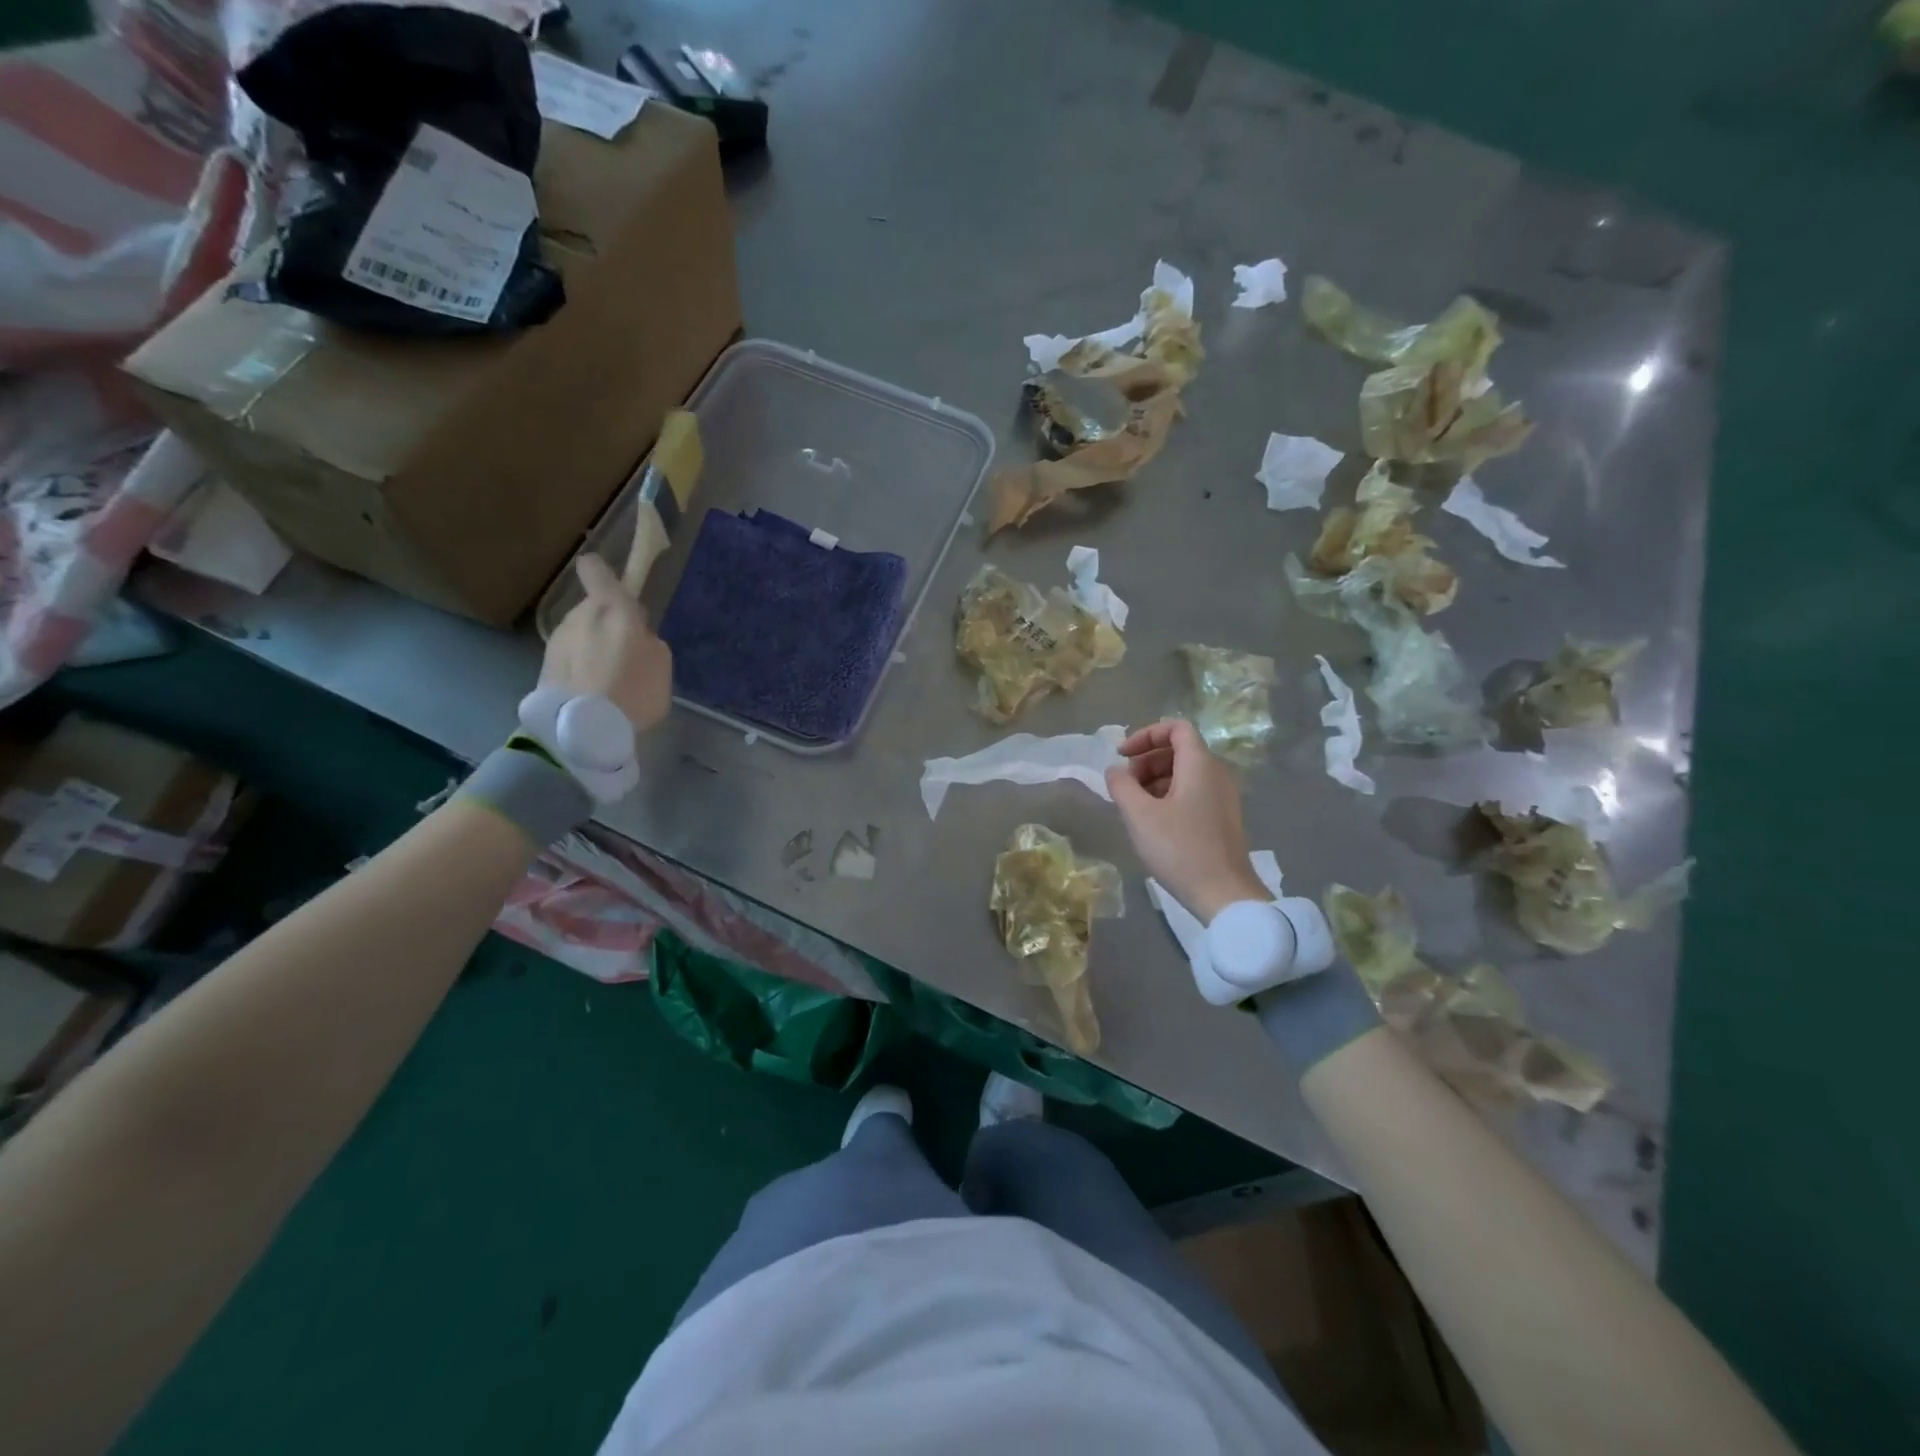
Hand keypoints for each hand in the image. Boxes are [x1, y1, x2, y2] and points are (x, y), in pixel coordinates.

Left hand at [541, 554, 672, 734]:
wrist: (584, 728)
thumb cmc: (633, 688)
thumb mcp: (661, 661)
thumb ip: (647, 638)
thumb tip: (634, 636)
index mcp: (610, 607)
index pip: (595, 570)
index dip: (603, 573)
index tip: (615, 587)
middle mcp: (576, 616)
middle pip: (593, 611)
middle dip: (607, 627)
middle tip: (626, 657)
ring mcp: (556, 642)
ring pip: (579, 637)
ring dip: (592, 651)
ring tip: (609, 683)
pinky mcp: (543, 668)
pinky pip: (569, 661)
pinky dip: (580, 672)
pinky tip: (593, 696)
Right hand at [1106, 719, 1268, 921]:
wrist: (1224, 895)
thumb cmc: (1180, 849)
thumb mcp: (1139, 815)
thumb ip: (1121, 785)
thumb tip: (1114, 770)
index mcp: (1200, 765)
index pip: (1176, 727)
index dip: (1145, 734)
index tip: (1122, 756)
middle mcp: (1216, 774)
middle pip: (1178, 749)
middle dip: (1146, 761)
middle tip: (1124, 786)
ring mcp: (1222, 797)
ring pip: (1184, 773)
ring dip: (1154, 780)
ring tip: (1134, 807)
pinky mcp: (1221, 818)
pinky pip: (1192, 792)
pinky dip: (1168, 796)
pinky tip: (1152, 822)